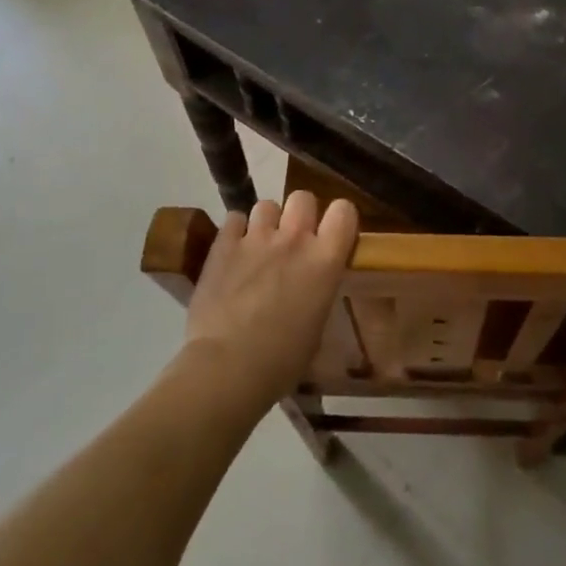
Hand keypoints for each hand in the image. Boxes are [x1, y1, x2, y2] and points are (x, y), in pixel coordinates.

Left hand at [182, 192, 358, 404]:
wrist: (229, 367)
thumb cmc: (283, 359)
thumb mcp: (317, 322)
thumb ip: (318, 289)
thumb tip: (310, 285)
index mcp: (325, 260)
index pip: (344, 211)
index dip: (339, 218)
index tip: (332, 233)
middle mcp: (294, 239)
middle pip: (303, 197)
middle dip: (300, 214)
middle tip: (293, 239)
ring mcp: (256, 238)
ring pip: (266, 204)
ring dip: (266, 222)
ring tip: (259, 245)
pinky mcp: (222, 245)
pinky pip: (233, 218)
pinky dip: (235, 231)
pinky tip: (233, 251)